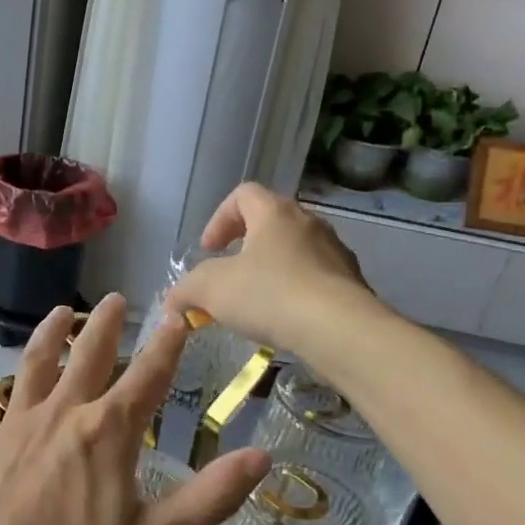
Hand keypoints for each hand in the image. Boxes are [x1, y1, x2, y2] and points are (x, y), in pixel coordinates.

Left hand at [0, 295, 269, 524]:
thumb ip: (211, 497)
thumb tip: (261, 456)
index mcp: (108, 433)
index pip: (148, 376)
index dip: (167, 344)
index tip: (177, 315)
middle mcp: (61, 415)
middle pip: (88, 356)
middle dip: (105, 324)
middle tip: (116, 298)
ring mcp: (13, 427)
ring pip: (35, 365)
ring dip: (50, 335)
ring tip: (60, 312)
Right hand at [167, 183, 380, 358]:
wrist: (340, 330)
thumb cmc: (270, 295)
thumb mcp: (211, 290)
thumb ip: (186, 290)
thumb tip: (173, 301)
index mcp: (275, 213)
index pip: (243, 194)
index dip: (220, 218)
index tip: (209, 249)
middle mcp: (309, 223)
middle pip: (271, 222)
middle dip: (244, 247)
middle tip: (228, 276)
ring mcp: (335, 252)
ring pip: (294, 252)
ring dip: (270, 271)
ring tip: (255, 304)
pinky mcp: (351, 283)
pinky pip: (315, 279)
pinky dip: (295, 293)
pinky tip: (284, 321)